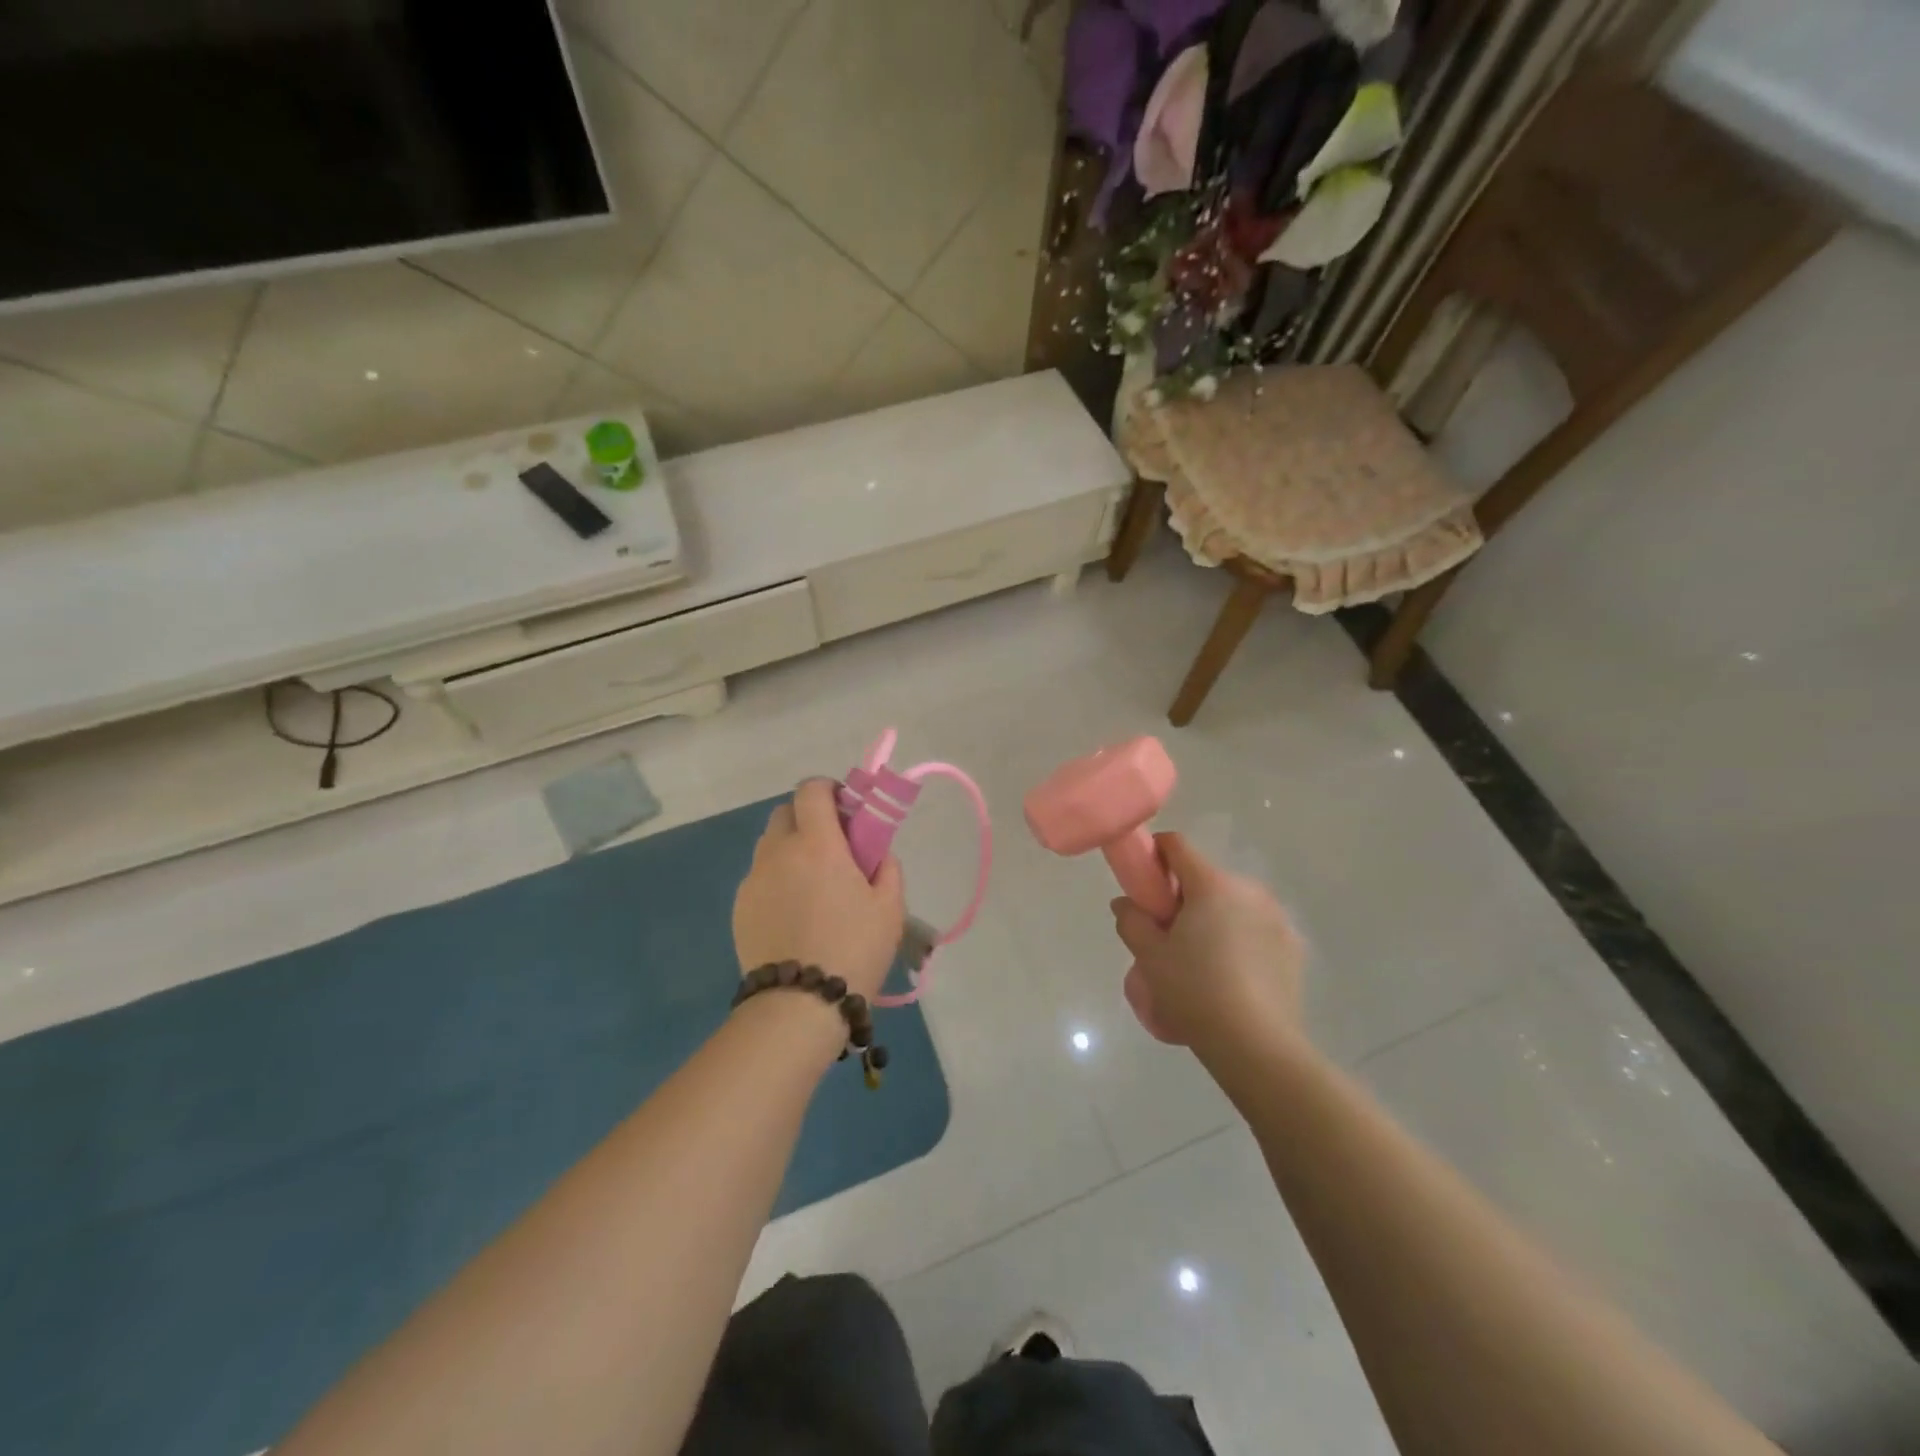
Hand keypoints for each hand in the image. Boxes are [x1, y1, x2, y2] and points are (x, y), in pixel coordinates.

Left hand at [733, 779, 904, 999]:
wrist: (799, 1005)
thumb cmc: (853, 950)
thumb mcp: (890, 908)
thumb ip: (886, 868)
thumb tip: (876, 853)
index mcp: (817, 844)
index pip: (811, 790)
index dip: (828, 789)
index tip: (846, 808)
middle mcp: (778, 852)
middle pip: (785, 812)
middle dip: (808, 818)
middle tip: (833, 847)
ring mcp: (754, 880)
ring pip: (770, 845)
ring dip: (791, 848)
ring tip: (812, 884)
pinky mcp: (740, 907)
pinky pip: (760, 877)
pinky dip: (777, 879)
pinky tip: (793, 913)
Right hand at [1111, 832, 1304, 1055]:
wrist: (1256, 1045)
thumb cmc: (1194, 991)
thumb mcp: (1148, 956)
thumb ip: (1131, 920)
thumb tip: (1126, 903)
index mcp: (1212, 885)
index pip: (1177, 846)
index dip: (1155, 855)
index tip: (1143, 884)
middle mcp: (1249, 891)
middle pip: (1206, 879)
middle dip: (1183, 897)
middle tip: (1166, 934)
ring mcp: (1277, 919)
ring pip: (1233, 905)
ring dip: (1214, 919)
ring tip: (1201, 962)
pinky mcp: (1294, 948)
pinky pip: (1256, 930)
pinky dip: (1240, 941)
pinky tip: (1230, 978)